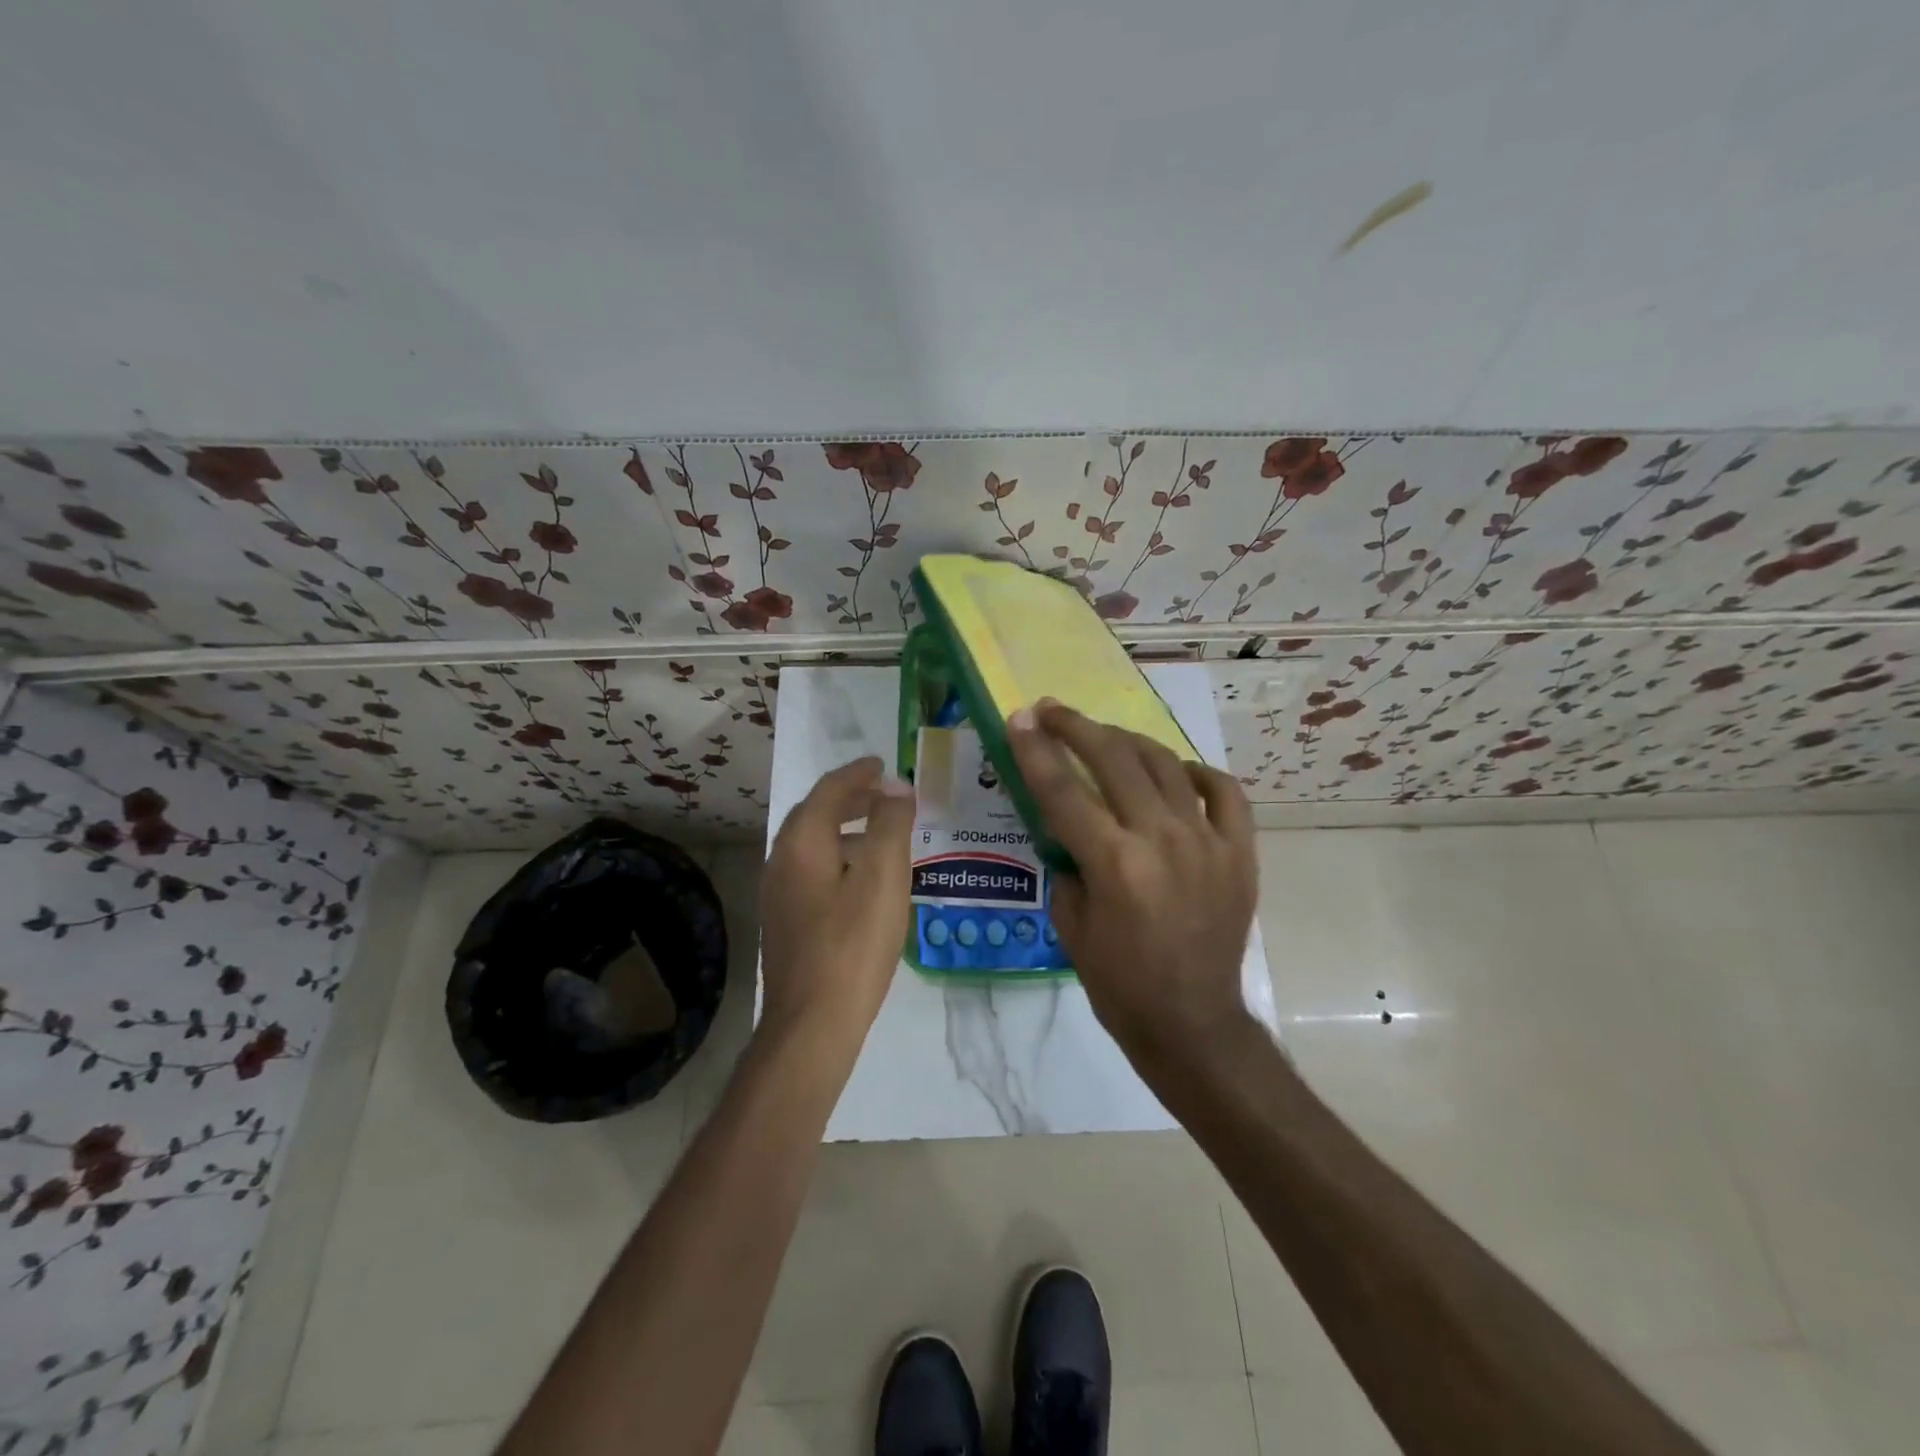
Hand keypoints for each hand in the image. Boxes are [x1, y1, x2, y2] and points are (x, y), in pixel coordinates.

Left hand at [759, 756, 916, 1045]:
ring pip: (812, 845)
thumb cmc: (853, 945)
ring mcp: (778, 895)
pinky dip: (839, 858)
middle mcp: (781, 861)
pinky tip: (864, 882)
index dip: (858, 773)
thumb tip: (896, 787)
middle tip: (885, 795)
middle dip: (850, 799)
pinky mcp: (785, 922)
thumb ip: (890, 825)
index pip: (828, 791)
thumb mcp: (883, 878)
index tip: (883, 765)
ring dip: (845, 829)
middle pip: (815, 815)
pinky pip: (812, 871)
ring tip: (882, 835)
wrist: (812, 1024)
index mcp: (802, 843)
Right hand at [1008, 700, 1257, 1063]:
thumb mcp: (1070, 925)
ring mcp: (1207, 842)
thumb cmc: (1119, 983)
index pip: (1063, 790)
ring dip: (1127, 741)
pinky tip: (1176, 772)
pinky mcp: (1239, 852)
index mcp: (1114, 863)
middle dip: (1076, 727)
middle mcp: (1161, 840)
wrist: (1192, 1023)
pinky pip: (1223, 792)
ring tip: (1104, 736)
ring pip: (1165, 764)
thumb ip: (1066, 865)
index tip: (1019, 718)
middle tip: (1052, 712)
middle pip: (1114, 760)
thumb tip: (1067, 828)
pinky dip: (1196, 773)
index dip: (1035, 750)